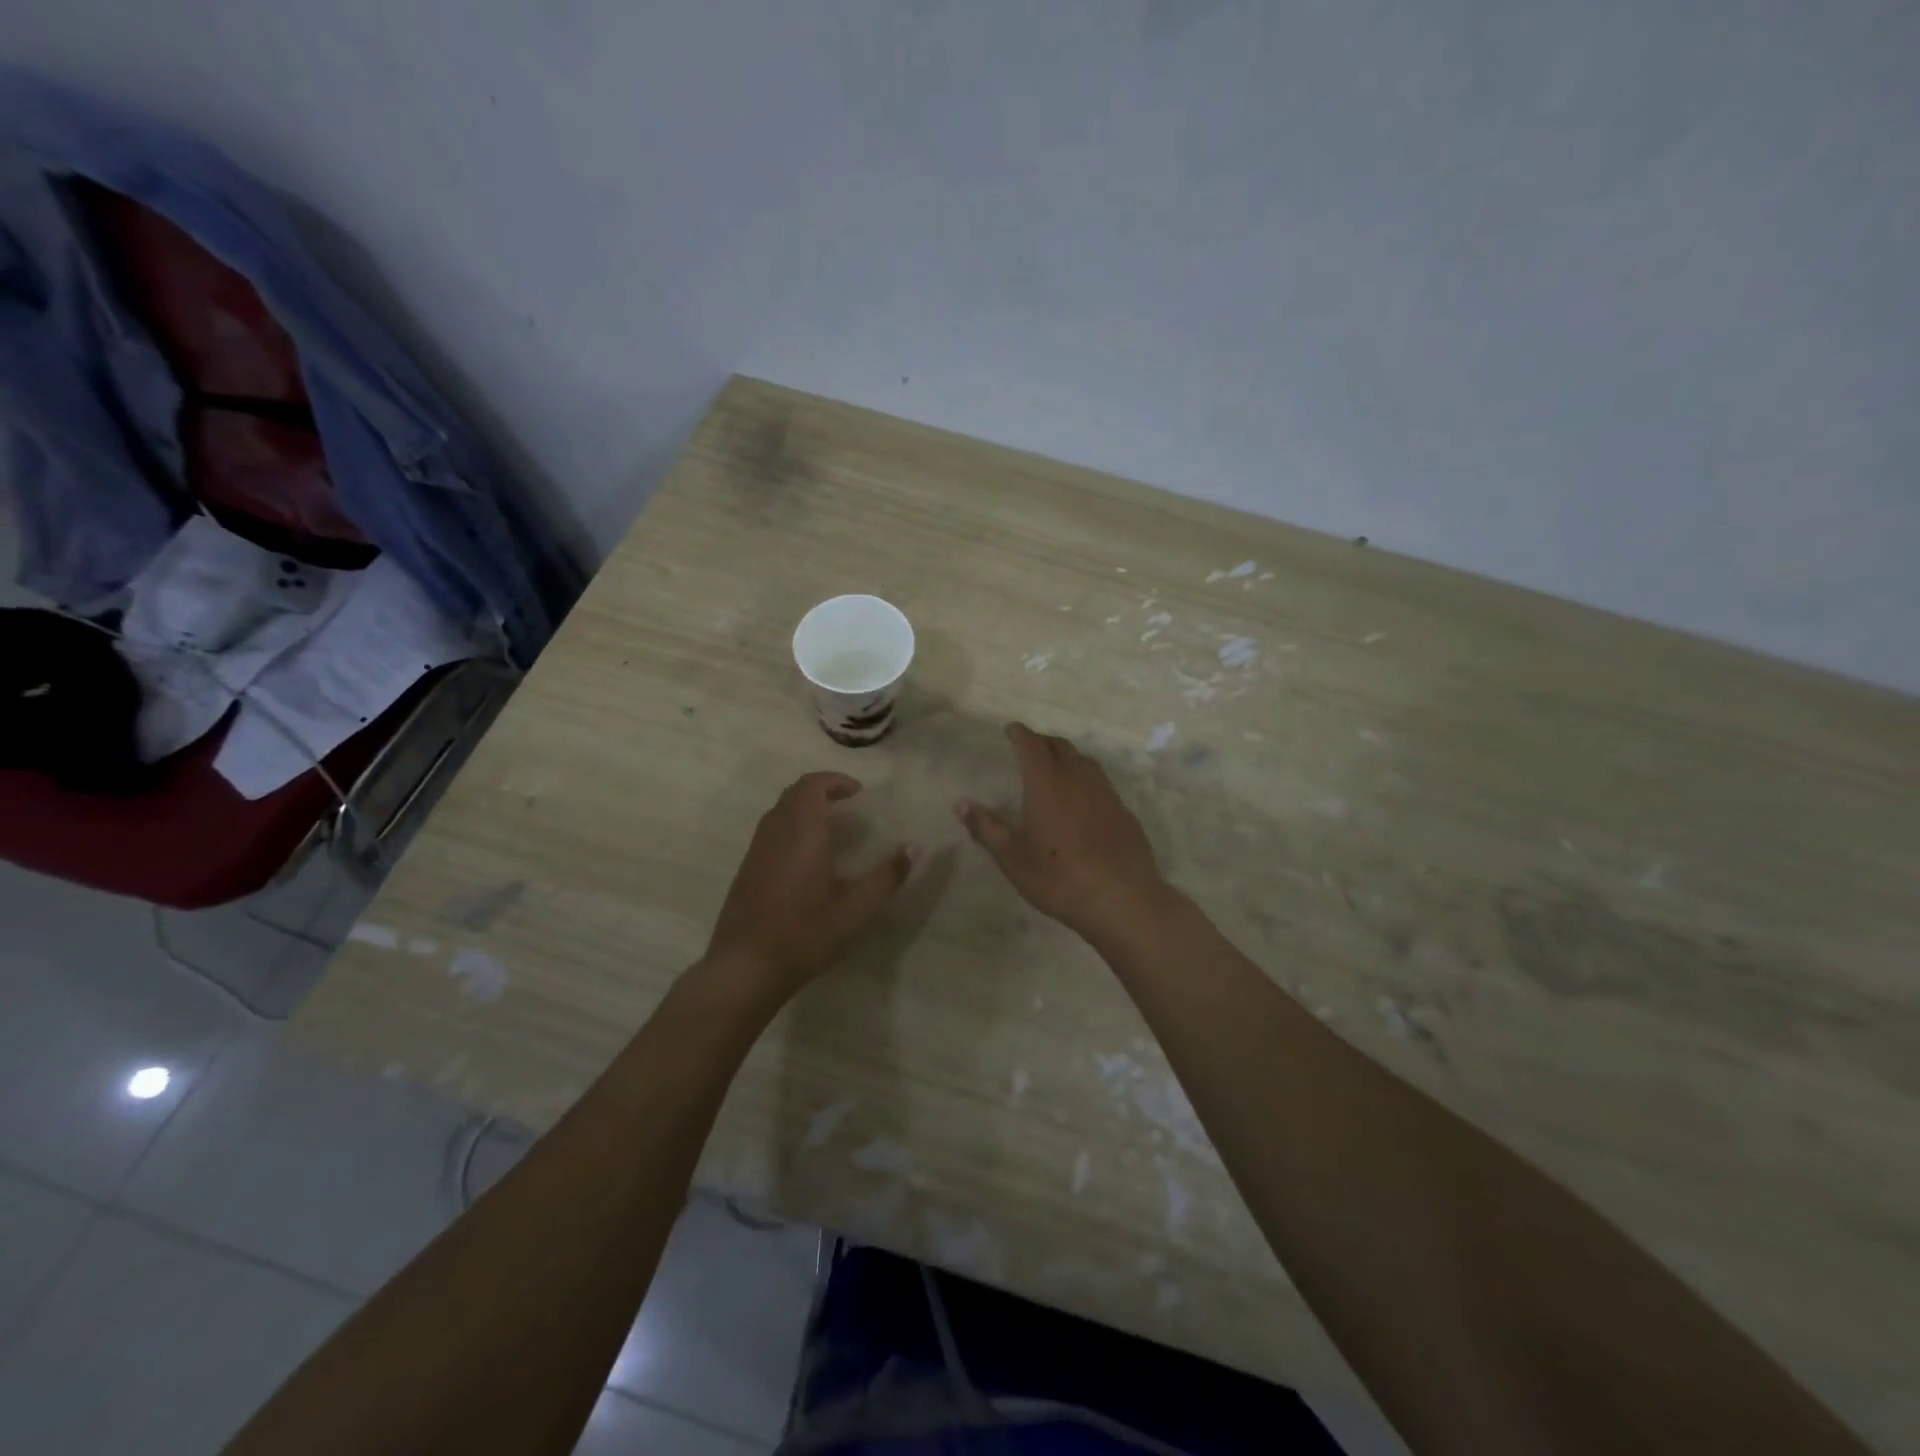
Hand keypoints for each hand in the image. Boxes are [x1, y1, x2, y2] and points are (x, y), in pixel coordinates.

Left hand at [704, 772, 916, 997]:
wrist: (745, 967)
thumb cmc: (805, 932)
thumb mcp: (856, 908)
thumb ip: (887, 876)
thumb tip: (914, 848)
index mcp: (801, 831)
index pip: (812, 785)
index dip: (835, 781)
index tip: (858, 791)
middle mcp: (775, 832)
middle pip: (794, 793)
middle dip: (821, 790)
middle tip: (847, 803)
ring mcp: (756, 850)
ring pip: (779, 811)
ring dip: (804, 808)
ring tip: (831, 826)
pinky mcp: (747, 869)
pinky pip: (771, 831)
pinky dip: (792, 826)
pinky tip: (807, 857)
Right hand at [956, 723, 1168, 942]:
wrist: (1122, 898)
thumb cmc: (1059, 877)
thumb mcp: (1013, 858)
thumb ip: (987, 828)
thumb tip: (961, 804)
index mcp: (1046, 783)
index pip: (1031, 744)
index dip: (1019, 733)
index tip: (1010, 730)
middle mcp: (1077, 778)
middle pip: (1059, 746)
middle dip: (1042, 741)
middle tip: (1029, 748)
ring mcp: (1105, 792)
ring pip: (1083, 760)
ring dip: (1066, 757)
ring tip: (1055, 768)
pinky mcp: (1123, 810)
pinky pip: (1100, 782)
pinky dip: (1085, 778)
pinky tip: (1082, 800)